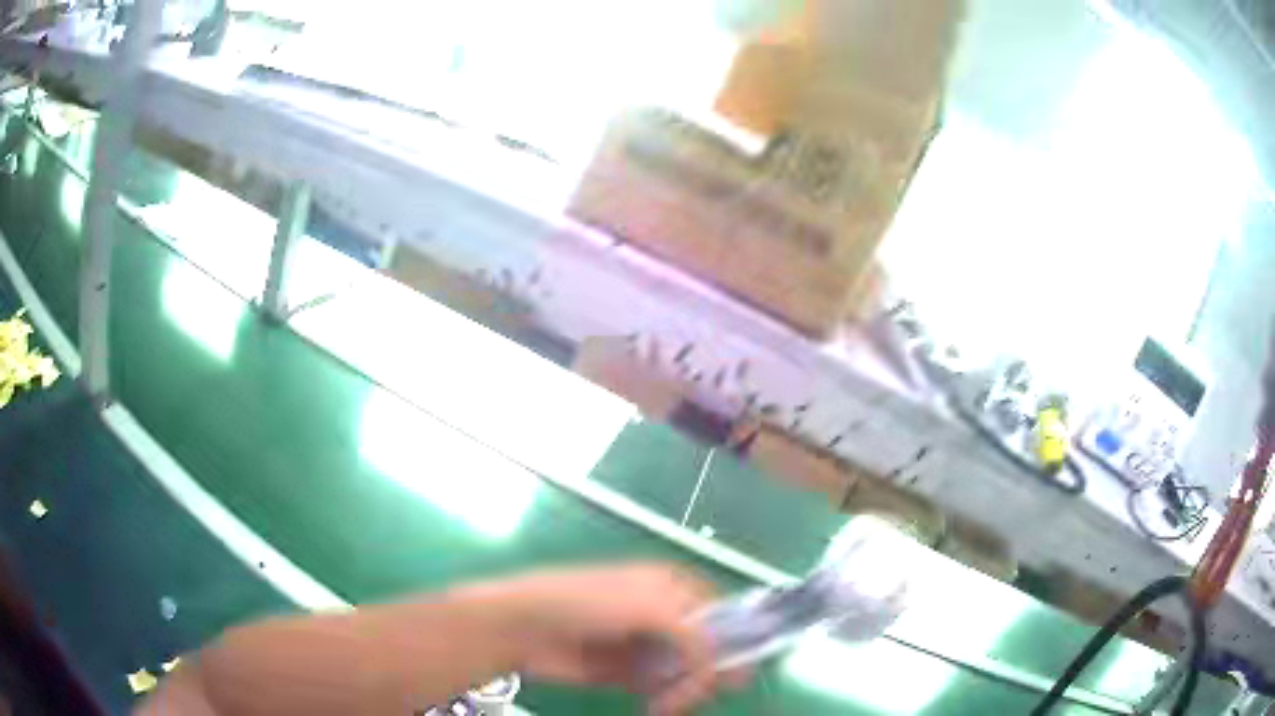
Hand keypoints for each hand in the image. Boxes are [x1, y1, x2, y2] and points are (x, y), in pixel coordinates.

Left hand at [469, 563, 738, 714]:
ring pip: (687, 671)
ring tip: (673, 704)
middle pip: (708, 645)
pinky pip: (663, 688)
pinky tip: (659, 706)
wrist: (524, 627)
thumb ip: (692, 633)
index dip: (734, 635)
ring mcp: (645, 646)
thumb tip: (720, 663)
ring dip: (690, 689)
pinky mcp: (628, 673)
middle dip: (712, 670)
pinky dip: (669, 699)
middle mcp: (662, 615)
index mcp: (670, 586)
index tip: (740, 665)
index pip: (719, 610)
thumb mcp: (645, 606)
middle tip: (706, 692)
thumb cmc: (585, 602)